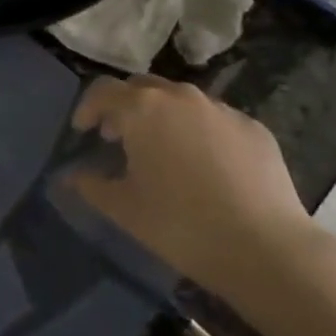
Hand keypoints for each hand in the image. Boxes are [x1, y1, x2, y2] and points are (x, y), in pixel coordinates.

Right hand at [68, 76, 320, 298]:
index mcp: (142, 109)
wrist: (265, 247)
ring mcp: (221, 110)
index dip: (88, 108)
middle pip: (142, 87)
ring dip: (162, 117)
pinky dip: (199, 132)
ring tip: (162, 151)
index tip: (82, 132)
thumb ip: (90, 186)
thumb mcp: (124, 209)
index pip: (103, 91)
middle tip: (118, 138)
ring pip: (181, 101)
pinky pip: (215, 120)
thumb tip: (70, 176)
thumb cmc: (180, 225)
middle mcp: (180, 97)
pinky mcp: (253, 128)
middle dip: (125, 107)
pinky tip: (205, 166)